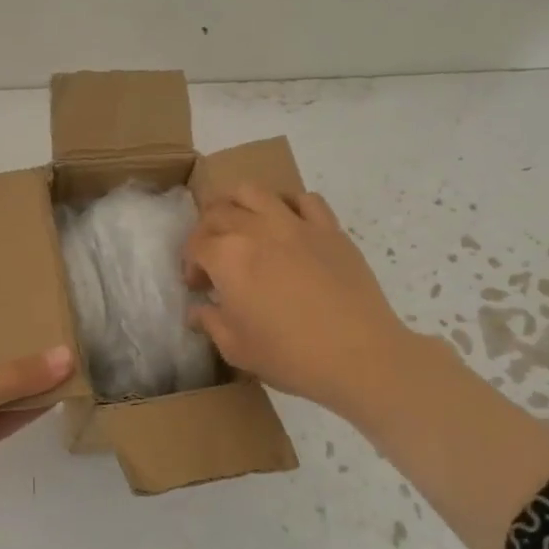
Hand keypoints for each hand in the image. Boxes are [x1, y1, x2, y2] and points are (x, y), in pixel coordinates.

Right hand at [185, 184, 409, 419]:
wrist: (358, 355)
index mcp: (228, 257)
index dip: (190, 264)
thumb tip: (198, 311)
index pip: (196, 245)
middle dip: (207, 231)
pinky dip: (289, 205)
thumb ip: (211, 322)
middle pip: (219, 212)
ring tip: (241, 224)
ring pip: (256, 192)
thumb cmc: (289, 356)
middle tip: (213, 257)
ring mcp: (296, 225)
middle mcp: (257, 230)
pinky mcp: (330, 229)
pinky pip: (305, 200)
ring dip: (238, 203)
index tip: (198, 286)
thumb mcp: (236, 348)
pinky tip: (288, 225)